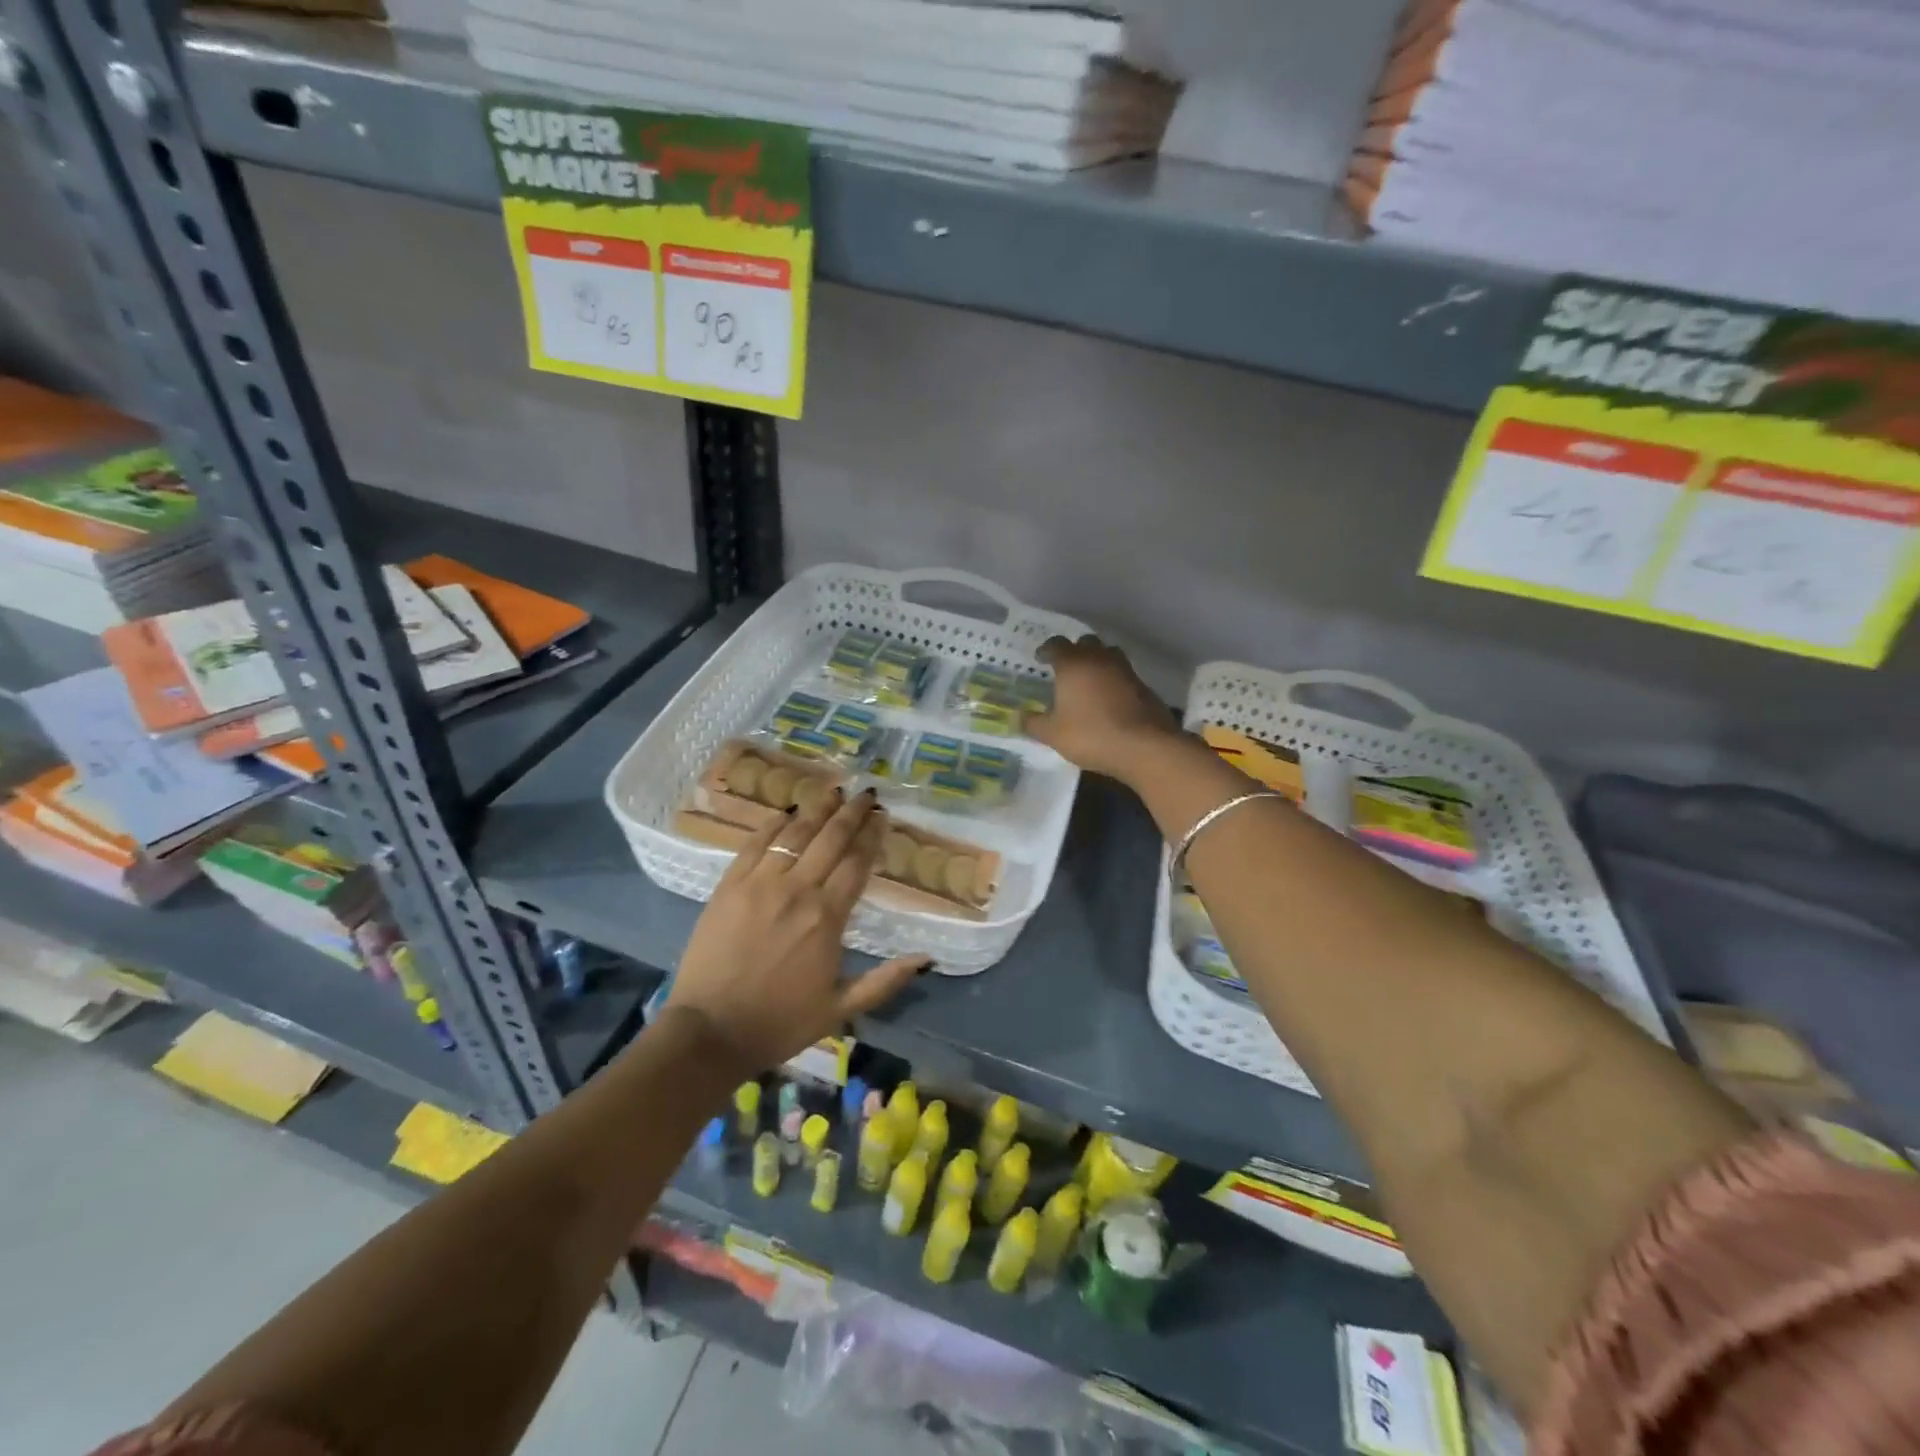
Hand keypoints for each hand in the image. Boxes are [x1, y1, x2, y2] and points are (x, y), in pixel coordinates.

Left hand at [666, 787, 929, 1071]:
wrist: (710, 1031)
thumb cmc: (779, 1022)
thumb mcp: (840, 1009)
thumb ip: (885, 981)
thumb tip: (926, 958)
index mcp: (828, 918)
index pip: (857, 863)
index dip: (872, 836)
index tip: (882, 817)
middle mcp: (797, 890)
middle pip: (831, 838)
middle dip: (852, 812)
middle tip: (866, 793)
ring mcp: (760, 883)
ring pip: (795, 833)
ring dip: (817, 808)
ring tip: (833, 790)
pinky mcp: (729, 884)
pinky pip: (756, 843)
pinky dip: (774, 824)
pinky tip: (787, 812)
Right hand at [1027, 634, 1180, 782]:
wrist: (1144, 746)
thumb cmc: (1091, 735)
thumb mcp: (1053, 735)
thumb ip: (1034, 723)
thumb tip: (1019, 716)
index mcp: (1074, 664)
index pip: (1056, 644)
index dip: (1046, 650)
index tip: (1040, 658)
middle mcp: (1099, 658)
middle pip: (1086, 643)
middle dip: (1074, 651)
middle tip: (1065, 667)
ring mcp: (1125, 670)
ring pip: (1108, 654)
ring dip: (1097, 661)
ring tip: (1088, 680)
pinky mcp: (1143, 685)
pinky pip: (1123, 674)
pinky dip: (1113, 679)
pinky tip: (1109, 698)